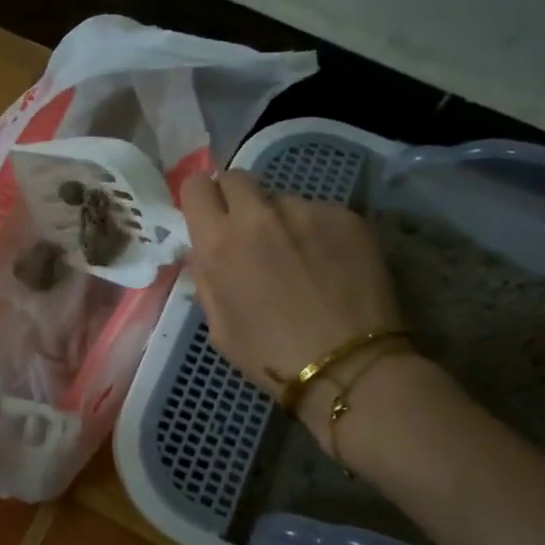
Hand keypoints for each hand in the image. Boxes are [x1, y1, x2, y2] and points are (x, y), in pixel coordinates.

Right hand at [180, 171, 404, 407]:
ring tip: (300, 259)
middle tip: (249, 232)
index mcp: (219, 243)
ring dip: (281, 220)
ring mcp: (306, 211)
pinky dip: (318, 232)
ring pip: (282, 199)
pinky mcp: (345, 216)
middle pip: (237, 178)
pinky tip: (330, 265)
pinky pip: (320, 213)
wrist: (347, 367)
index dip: (200, 199)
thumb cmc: (270, 356)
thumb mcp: (218, 327)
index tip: (209, 216)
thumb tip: (203, 250)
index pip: (196, 187)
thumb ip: (205, 278)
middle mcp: (258, 215)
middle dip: (236, 199)